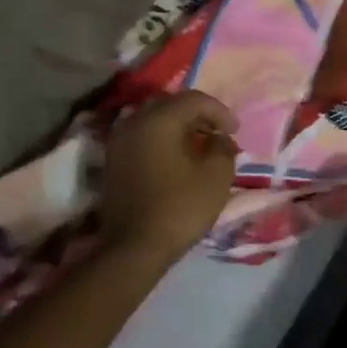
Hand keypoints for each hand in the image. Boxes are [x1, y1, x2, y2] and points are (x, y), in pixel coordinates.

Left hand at [100, 91, 238, 263]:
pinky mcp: (112, 162)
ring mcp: (118, 142)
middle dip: (196, 114)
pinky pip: (141, 136)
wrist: (134, 248)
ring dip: (177, 126)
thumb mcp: (217, 175)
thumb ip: (223, 147)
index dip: (219, 111)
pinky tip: (176, 157)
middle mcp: (134, 122)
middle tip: (216, 132)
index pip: (194, 99)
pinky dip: (161, 139)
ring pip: (152, 119)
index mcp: (159, 120)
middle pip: (169, 104)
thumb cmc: (180, 207)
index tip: (235, 131)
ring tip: (197, 144)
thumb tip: (219, 138)